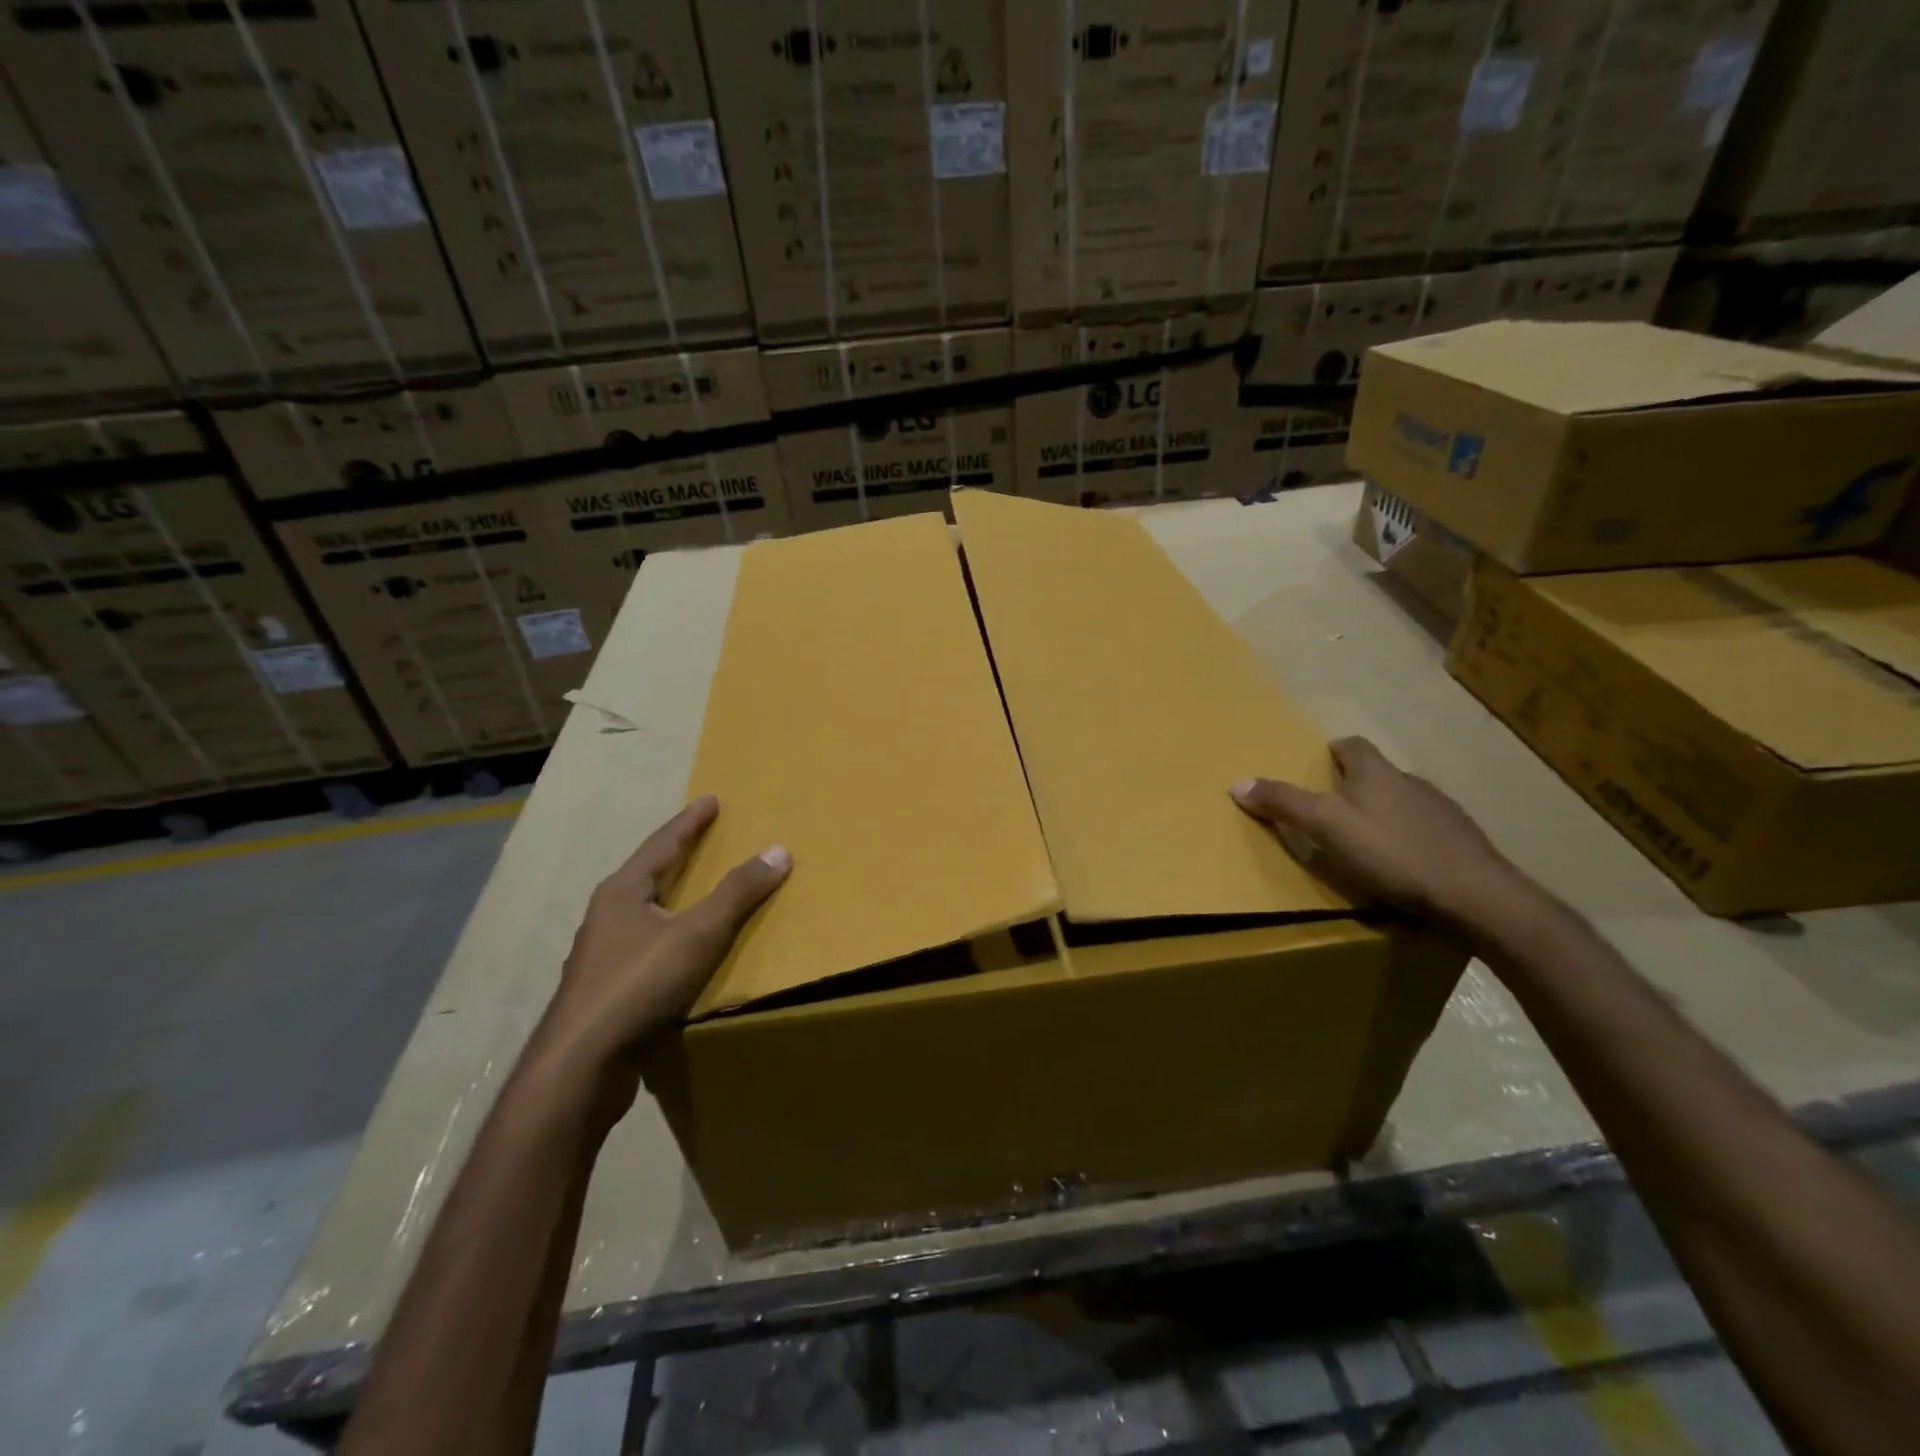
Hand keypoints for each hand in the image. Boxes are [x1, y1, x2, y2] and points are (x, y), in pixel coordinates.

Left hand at [531, 796, 789, 1105]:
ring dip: (671, 897)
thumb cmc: (638, 985)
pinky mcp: (606, 991)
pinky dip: (669, 936)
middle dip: (677, 855)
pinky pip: (645, 948)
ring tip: (697, 891)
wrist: (580, 1066)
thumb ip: (738, 893)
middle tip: (706, 838)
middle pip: (648, 874)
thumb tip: (778, 851)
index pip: (663, 844)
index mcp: (622, 892)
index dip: (690, 822)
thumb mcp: (698, 933)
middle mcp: (607, 916)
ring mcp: (602, 956)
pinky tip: (682, 952)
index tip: (710, 800)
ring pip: (643, 913)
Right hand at [1231, 736, 1526, 929]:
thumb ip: (1284, 803)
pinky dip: (1410, 840)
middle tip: (1333, 807)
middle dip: (1358, 785)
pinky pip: (1427, 832)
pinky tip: (1403, 866)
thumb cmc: (1392, 853)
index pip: (1354, 745)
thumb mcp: (1326, 827)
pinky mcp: (1463, 844)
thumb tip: (1237, 783)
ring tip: (1366, 841)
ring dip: (1385, 814)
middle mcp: (1412, 783)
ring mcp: (1443, 813)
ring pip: (1405, 803)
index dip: (1337, 750)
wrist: (1475, 896)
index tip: (1322, 760)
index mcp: (1377, 773)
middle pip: (1380, 774)